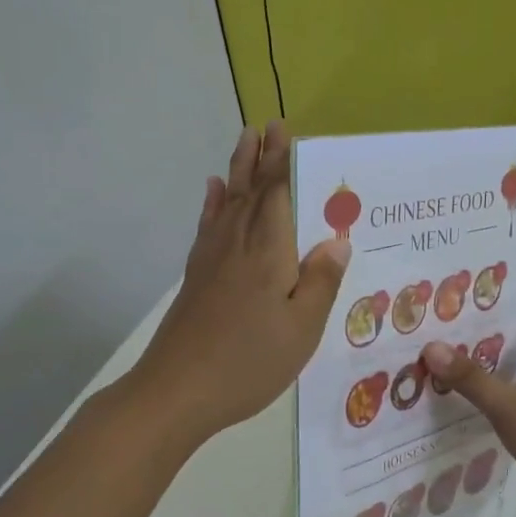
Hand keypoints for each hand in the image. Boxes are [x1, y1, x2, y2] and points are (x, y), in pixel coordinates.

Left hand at [127, 121, 349, 445]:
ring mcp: (211, 259)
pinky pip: (207, 227)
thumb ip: (320, 281)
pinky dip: (212, 205)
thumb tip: (337, 240)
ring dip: (237, 170)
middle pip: (249, 190)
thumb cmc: (249, 361)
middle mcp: (238, 244)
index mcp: (269, 252)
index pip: (277, 194)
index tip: (285, 131)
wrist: (178, 390)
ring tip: (243, 143)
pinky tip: (214, 193)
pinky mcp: (196, 277)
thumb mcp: (302, 328)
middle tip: (266, 126)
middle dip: (259, 157)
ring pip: (227, 202)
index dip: (283, 161)